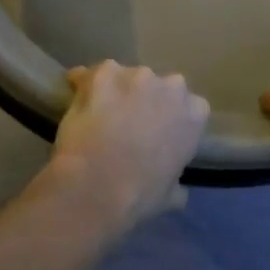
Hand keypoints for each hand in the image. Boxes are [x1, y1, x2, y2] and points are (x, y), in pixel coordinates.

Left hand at [48, 61, 209, 233]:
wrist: (98, 186)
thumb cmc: (140, 195)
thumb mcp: (171, 194)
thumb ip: (177, 182)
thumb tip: (178, 189)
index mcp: (195, 113)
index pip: (189, 106)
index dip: (169, 117)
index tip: (156, 131)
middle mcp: (172, 86)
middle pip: (158, 85)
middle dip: (144, 98)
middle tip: (126, 121)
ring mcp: (137, 75)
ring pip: (124, 76)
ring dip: (114, 89)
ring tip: (97, 111)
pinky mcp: (103, 74)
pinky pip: (90, 74)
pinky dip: (82, 84)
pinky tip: (74, 99)